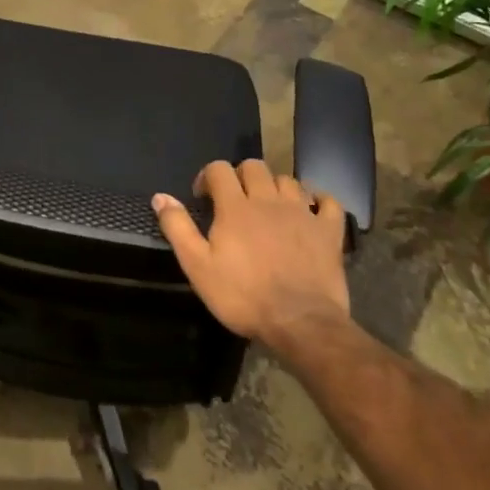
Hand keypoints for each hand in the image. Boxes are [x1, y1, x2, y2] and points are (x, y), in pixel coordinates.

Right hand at [151, 160, 350, 346]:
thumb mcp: (198, 266)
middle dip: (241, 175)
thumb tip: (160, 197)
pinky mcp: (329, 232)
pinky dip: (319, 200)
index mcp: (235, 206)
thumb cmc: (243, 296)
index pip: (220, 169)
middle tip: (235, 199)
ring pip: (288, 180)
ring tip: (269, 206)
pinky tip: (312, 209)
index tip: (204, 197)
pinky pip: (328, 202)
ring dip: (275, 187)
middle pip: (255, 166)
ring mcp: (302, 213)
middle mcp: (269, 200)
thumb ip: (178, 228)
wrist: (300, 323)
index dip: (208, 176)